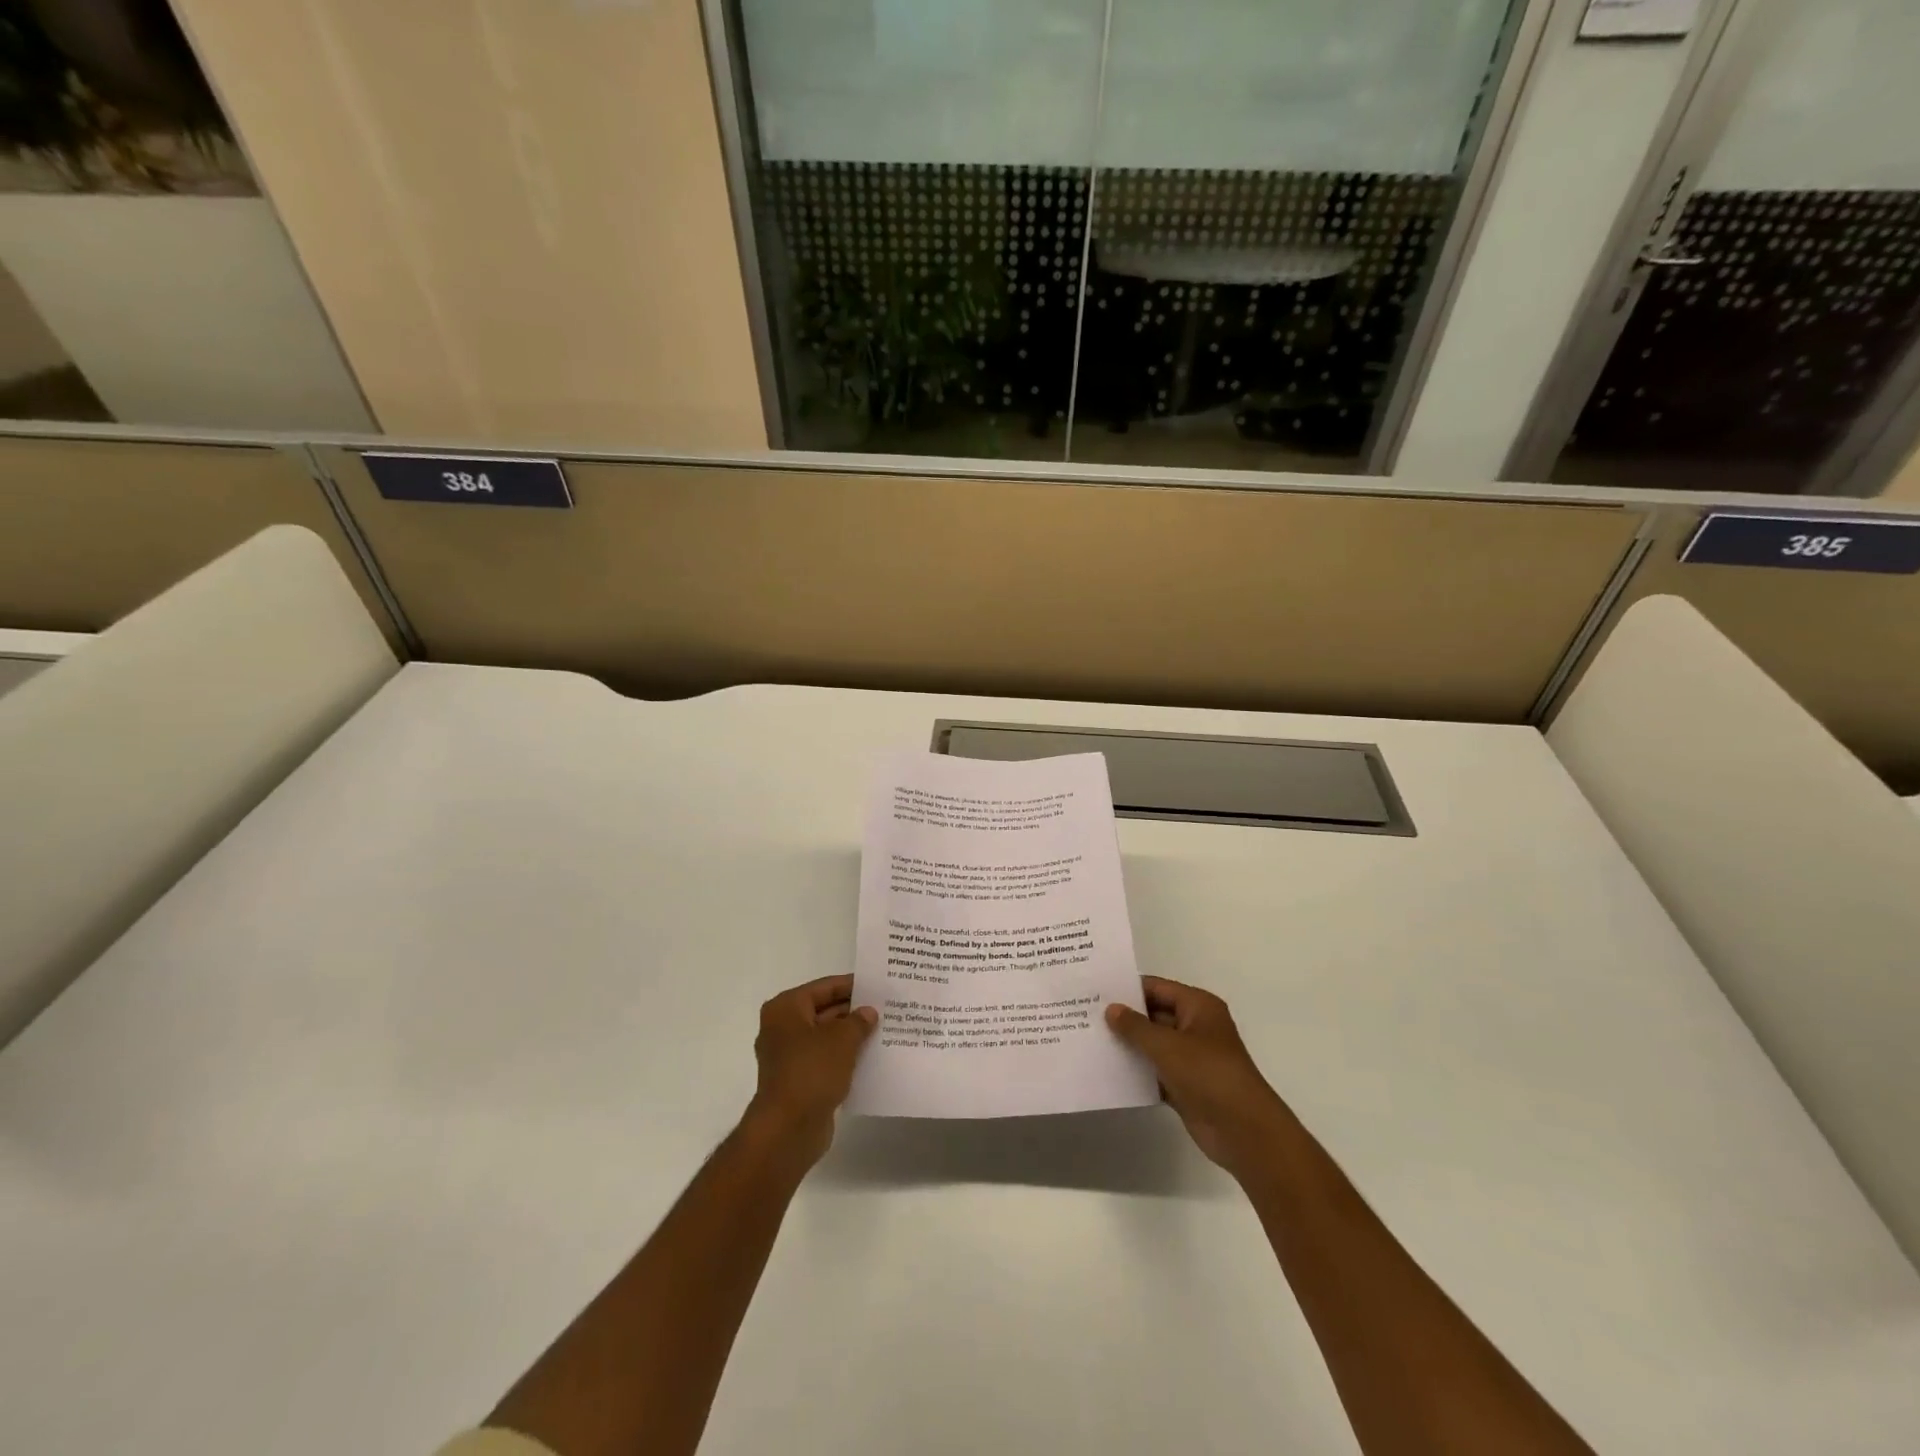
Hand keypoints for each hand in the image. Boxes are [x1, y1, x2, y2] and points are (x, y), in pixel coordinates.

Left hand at [744, 973, 876, 1168]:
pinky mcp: (798, 1080)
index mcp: (786, 1009)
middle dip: (853, 1011)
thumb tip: (868, 1013)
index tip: (878, 985)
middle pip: (824, 1011)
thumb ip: (858, 1021)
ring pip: (826, 1037)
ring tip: (884, 1030)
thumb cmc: (812, 1071)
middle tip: (886, 1008)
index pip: (824, 987)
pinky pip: (825, 1060)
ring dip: (850, 1036)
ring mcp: (789, 1056)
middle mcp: (782, 1028)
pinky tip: (870, 1057)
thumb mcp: (842, 1038)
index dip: (852, 985)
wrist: (788, 1129)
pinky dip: (844, 1057)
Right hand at [1106, 977, 1291, 1178]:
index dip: (1127, 988)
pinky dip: (1137, 1071)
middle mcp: (1195, 1027)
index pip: (1156, 988)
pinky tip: (1108, 1071)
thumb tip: (1111, 1009)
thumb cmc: (1208, 1074)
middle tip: (1086, 1014)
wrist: (1243, 1131)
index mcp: (1198, 1007)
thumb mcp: (1167, 1045)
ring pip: (1153, 1045)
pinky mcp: (1186, 1086)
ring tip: (1090, 1040)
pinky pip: (1155, 1071)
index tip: (1095, 990)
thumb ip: (1135, 1026)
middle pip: (1154, 1015)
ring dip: (1129, 1045)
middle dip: (1124, 1017)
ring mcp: (1191, 1058)